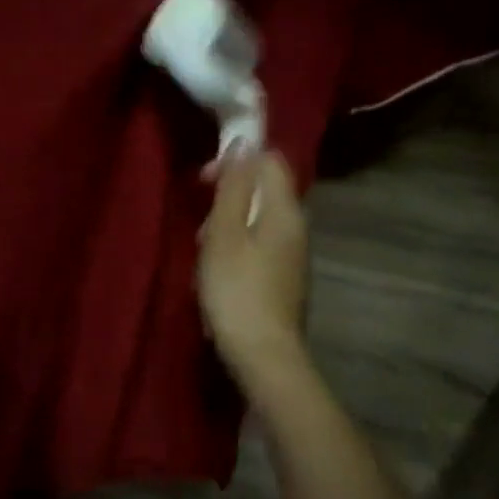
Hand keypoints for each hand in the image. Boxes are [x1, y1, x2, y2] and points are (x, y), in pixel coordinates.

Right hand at [197, 150, 310, 388]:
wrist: (264, 356)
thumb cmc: (237, 290)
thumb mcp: (225, 233)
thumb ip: (234, 187)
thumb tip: (245, 142)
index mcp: (285, 211)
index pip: (270, 161)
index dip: (237, 160)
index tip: (204, 180)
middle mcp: (297, 227)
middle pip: (264, 190)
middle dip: (228, 196)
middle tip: (200, 223)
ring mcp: (294, 256)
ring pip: (259, 219)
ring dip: (229, 225)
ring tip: (205, 251)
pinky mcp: (285, 278)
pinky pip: (260, 245)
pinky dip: (238, 247)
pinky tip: (219, 272)